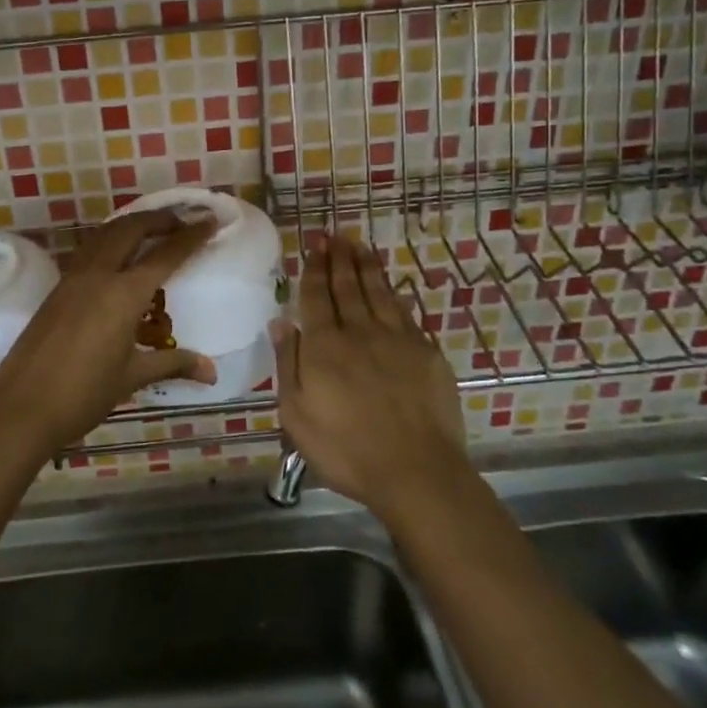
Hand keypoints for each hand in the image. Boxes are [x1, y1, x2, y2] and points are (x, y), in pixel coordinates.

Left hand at [0, 208, 215, 454]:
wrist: (21, 408)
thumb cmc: (83, 394)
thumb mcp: (132, 377)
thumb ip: (173, 364)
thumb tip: (211, 371)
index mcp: (123, 293)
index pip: (164, 254)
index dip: (190, 236)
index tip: (210, 221)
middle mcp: (99, 275)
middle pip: (131, 228)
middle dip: (159, 219)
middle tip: (182, 221)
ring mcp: (73, 278)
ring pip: (106, 234)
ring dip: (132, 225)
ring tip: (152, 231)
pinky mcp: (57, 288)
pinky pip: (90, 250)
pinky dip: (111, 240)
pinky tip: (119, 257)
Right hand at [277, 234, 468, 523]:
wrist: (416, 472)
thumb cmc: (346, 450)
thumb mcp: (296, 415)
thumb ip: (287, 364)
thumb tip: (280, 322)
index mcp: (324, 347)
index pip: (317, 297)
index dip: (314, 269)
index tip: (314, 246)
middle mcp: (359, 332)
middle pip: (347, 287)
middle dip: (338, 258)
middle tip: (333, 235)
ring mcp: (396, 339)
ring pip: (377, 292)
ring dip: (366, 266)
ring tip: (358, 245)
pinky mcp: (425, 352)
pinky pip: (404, 312)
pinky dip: (392, 292)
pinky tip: (388, 285)